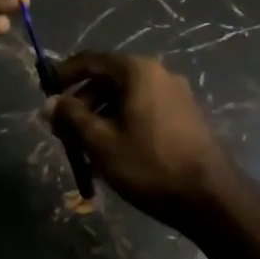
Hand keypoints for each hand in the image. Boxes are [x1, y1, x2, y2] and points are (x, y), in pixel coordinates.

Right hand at [46, 52, 230, 227]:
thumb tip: (50, 103)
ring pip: (126, 98)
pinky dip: (123, 124)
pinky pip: (144, 110)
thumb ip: (72, 117)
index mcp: (138, 71)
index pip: (91, 60)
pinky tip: (114, 154)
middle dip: (82, 103)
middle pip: (108, 79)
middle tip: (63, 130)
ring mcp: (176, 95)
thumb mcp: (102, 143)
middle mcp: (159, 74)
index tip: (46, 92)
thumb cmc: (151, 165)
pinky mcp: (186, 117)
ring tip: (86, 150)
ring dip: (101, 117)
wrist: (213, 199)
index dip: (64, 74)